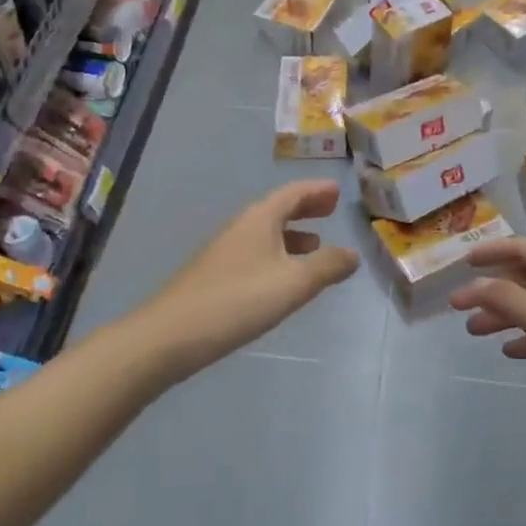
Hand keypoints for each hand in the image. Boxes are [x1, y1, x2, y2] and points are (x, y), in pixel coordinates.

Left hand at [138, 181, 358, 378]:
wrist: (172, 335)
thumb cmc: (238, 300)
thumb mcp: (293, 283)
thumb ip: (327, 266)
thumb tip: (352, 253)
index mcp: (260, 219)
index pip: (293, 193)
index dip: (317, 191)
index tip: (338, 191)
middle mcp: (241, 228)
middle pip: (278, 210)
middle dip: (305, 209)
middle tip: (330, 210)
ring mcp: (225, 252)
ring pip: (266, 234)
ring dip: (292, 235)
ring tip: (315, 245)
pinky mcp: (216, 276)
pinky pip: (256, 254)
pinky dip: (277, 255)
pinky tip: (282, 279)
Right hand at [449, 237, 525, 439]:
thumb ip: (505, 298)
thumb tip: (471, 285)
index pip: (523, 248)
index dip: (492, 251)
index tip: (463, 262)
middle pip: (525, 278)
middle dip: (492, 289)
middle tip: (458, 306)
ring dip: (503, 315)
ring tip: (473, 331)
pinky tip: (508, 351)